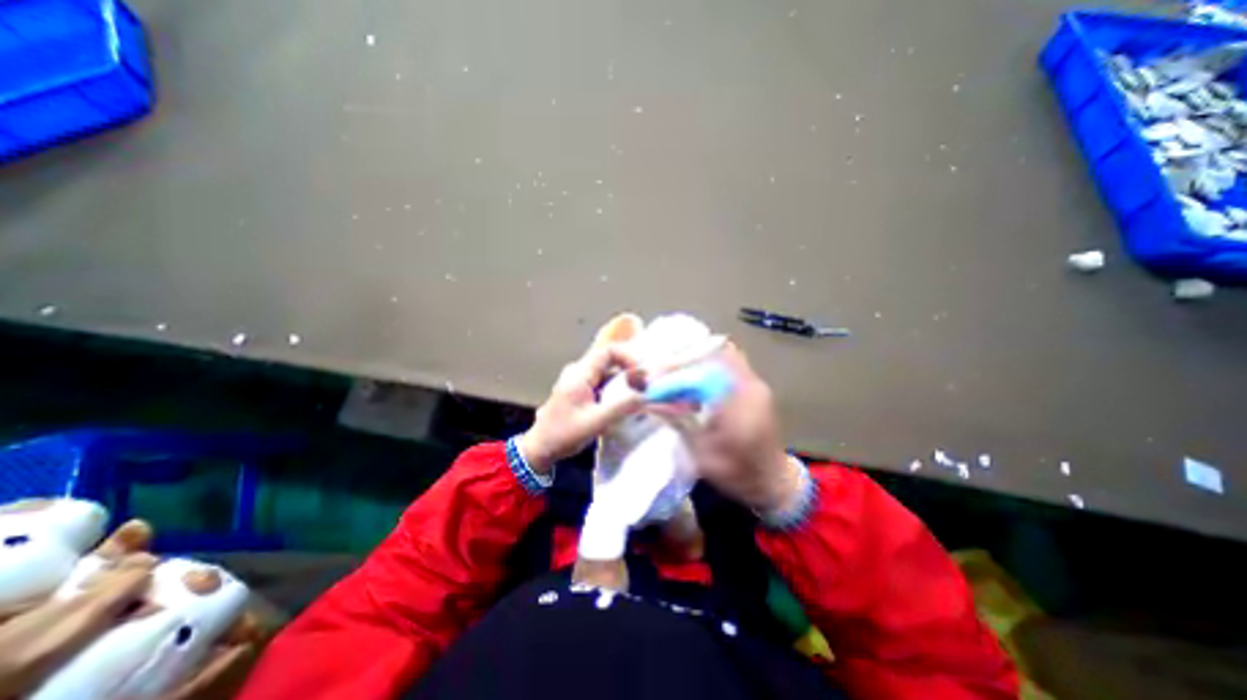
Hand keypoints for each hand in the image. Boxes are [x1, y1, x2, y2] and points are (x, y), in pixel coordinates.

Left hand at [518, 341, 641, 471]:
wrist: (540, 448)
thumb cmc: (564, 434)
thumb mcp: (596, 423)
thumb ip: (621, 408)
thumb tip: (645, 396)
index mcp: (579, 374)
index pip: (608, 351)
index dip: (628, 357)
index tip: (640, 374)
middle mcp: (578, 372)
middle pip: (608, 361)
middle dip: (628, 371)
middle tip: (642, 387)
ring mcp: (577, 380)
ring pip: (606, 372)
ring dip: (622, 381)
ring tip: (635, 396)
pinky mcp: (578, 390)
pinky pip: (601, 382)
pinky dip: (614, 389)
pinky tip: (621, 403)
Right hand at [667, 346, 803, 514]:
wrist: (774, 482)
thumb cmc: (738, 472)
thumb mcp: (703, 454)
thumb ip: (679, 423)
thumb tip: (651, 402)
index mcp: (739, 404)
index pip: (701, 376)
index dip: (674, 378)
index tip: (653, 386)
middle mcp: (750, 386)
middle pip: (716, 352)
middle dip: (685, 359)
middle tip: (662, 372)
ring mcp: (755, 383)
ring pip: (724, 354)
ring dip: (697, 359)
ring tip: (675, 373)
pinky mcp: (754, 387)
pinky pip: (729, 363)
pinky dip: (708, 365)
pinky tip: (693, 380)